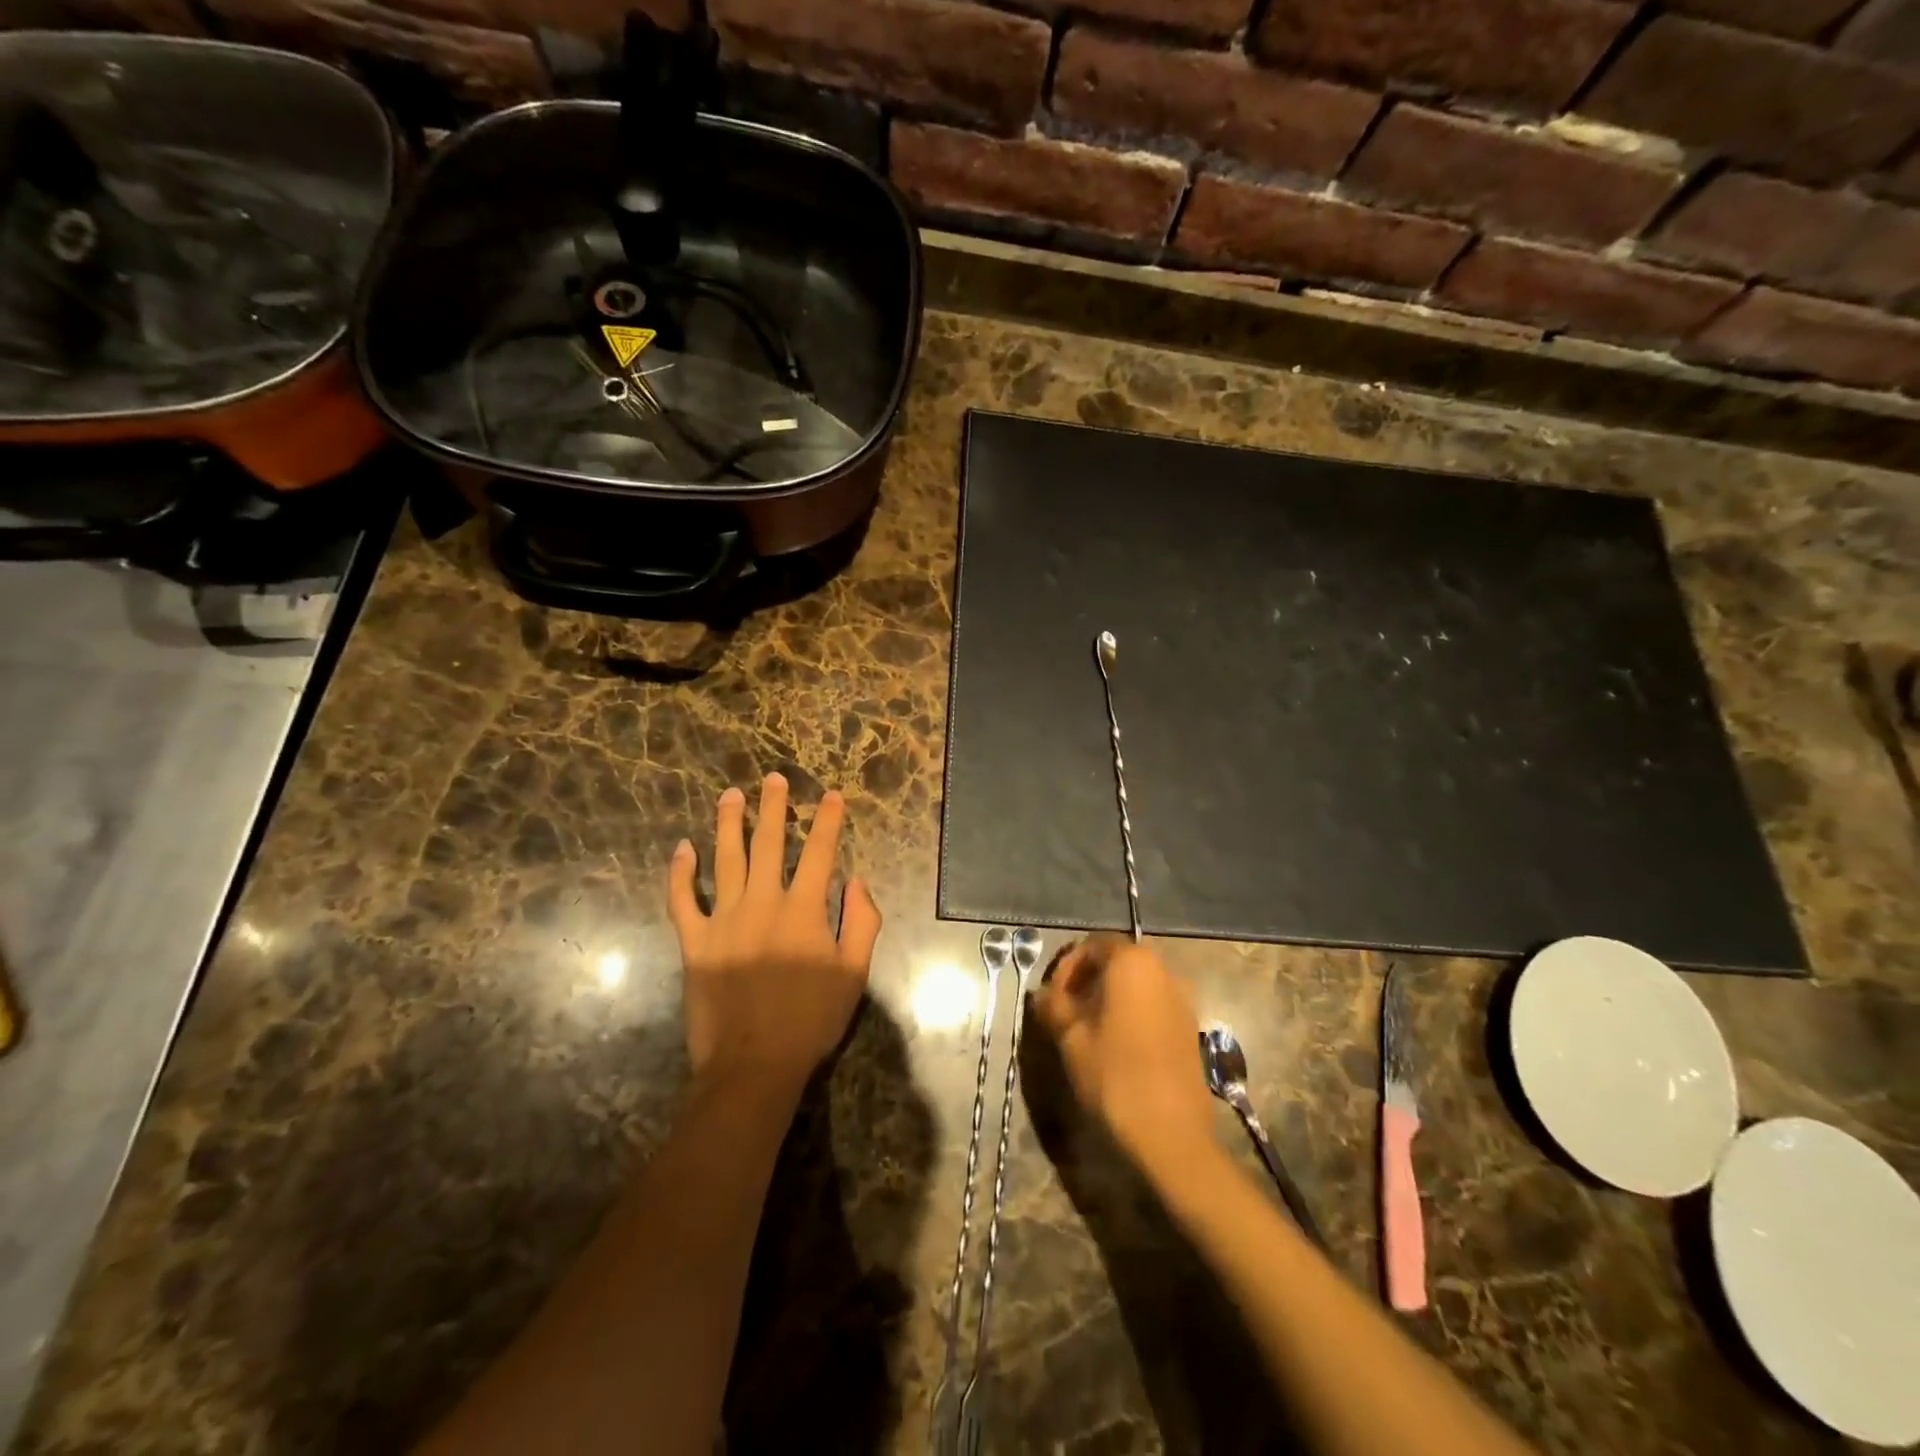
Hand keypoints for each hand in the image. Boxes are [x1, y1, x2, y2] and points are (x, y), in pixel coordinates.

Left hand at [668, 773, 882, 1092]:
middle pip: (768, 844)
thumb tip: (857, 882)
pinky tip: (682, 849)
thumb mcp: (854, 973)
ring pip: (725, 859)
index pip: (819, 852)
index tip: (830, 795)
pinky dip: (681, 873)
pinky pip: (683, 900)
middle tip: (772, 779)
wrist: (754, 1063)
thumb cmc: (811, 1020)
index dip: (827, 821)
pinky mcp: (695, 942)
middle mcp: (763, 902)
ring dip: (729, 824)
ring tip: (730, 796)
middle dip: (773, 808)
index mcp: (804, 909)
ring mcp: (724, 920)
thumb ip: (862, 922)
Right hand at [1034, 936, 1216, 1176]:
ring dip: (1108, 996)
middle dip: (1087, 980)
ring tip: (1086, 1028)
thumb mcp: (1071, 1039)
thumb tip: (1041, 994)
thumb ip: (1054, 1006)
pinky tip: (1114, 1043)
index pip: (1093, 945)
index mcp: (1132, 962)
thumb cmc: (1115, 1076)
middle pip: (1117, 960)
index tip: (1052, 996)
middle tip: (1064, 1010)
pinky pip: (1153, 1003)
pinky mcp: (1189, 1026)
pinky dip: (1131, 1011)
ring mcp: (1182, 998)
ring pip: (1136, 983)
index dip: (1067, 966)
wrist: (1172, 1135)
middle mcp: (1163, 970)